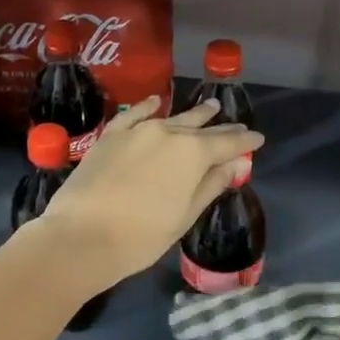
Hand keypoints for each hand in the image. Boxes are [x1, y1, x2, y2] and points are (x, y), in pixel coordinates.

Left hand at [32, 96, 261, 290]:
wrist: (81, 237)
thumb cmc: (141, 236)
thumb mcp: (184, 215)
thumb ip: (211, 185)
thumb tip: (235, 163)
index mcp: (192, 153)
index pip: (227, 143)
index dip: (245, 141)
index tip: (258, 139)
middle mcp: (167, 132)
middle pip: (200, 127)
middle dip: (221, 127)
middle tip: (236, 125)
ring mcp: (136, 131)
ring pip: (171, 117)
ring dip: (192, 114)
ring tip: (210, 107)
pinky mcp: (110, 137)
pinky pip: (133, 115)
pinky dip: (147, 107)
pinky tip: (155, 102)